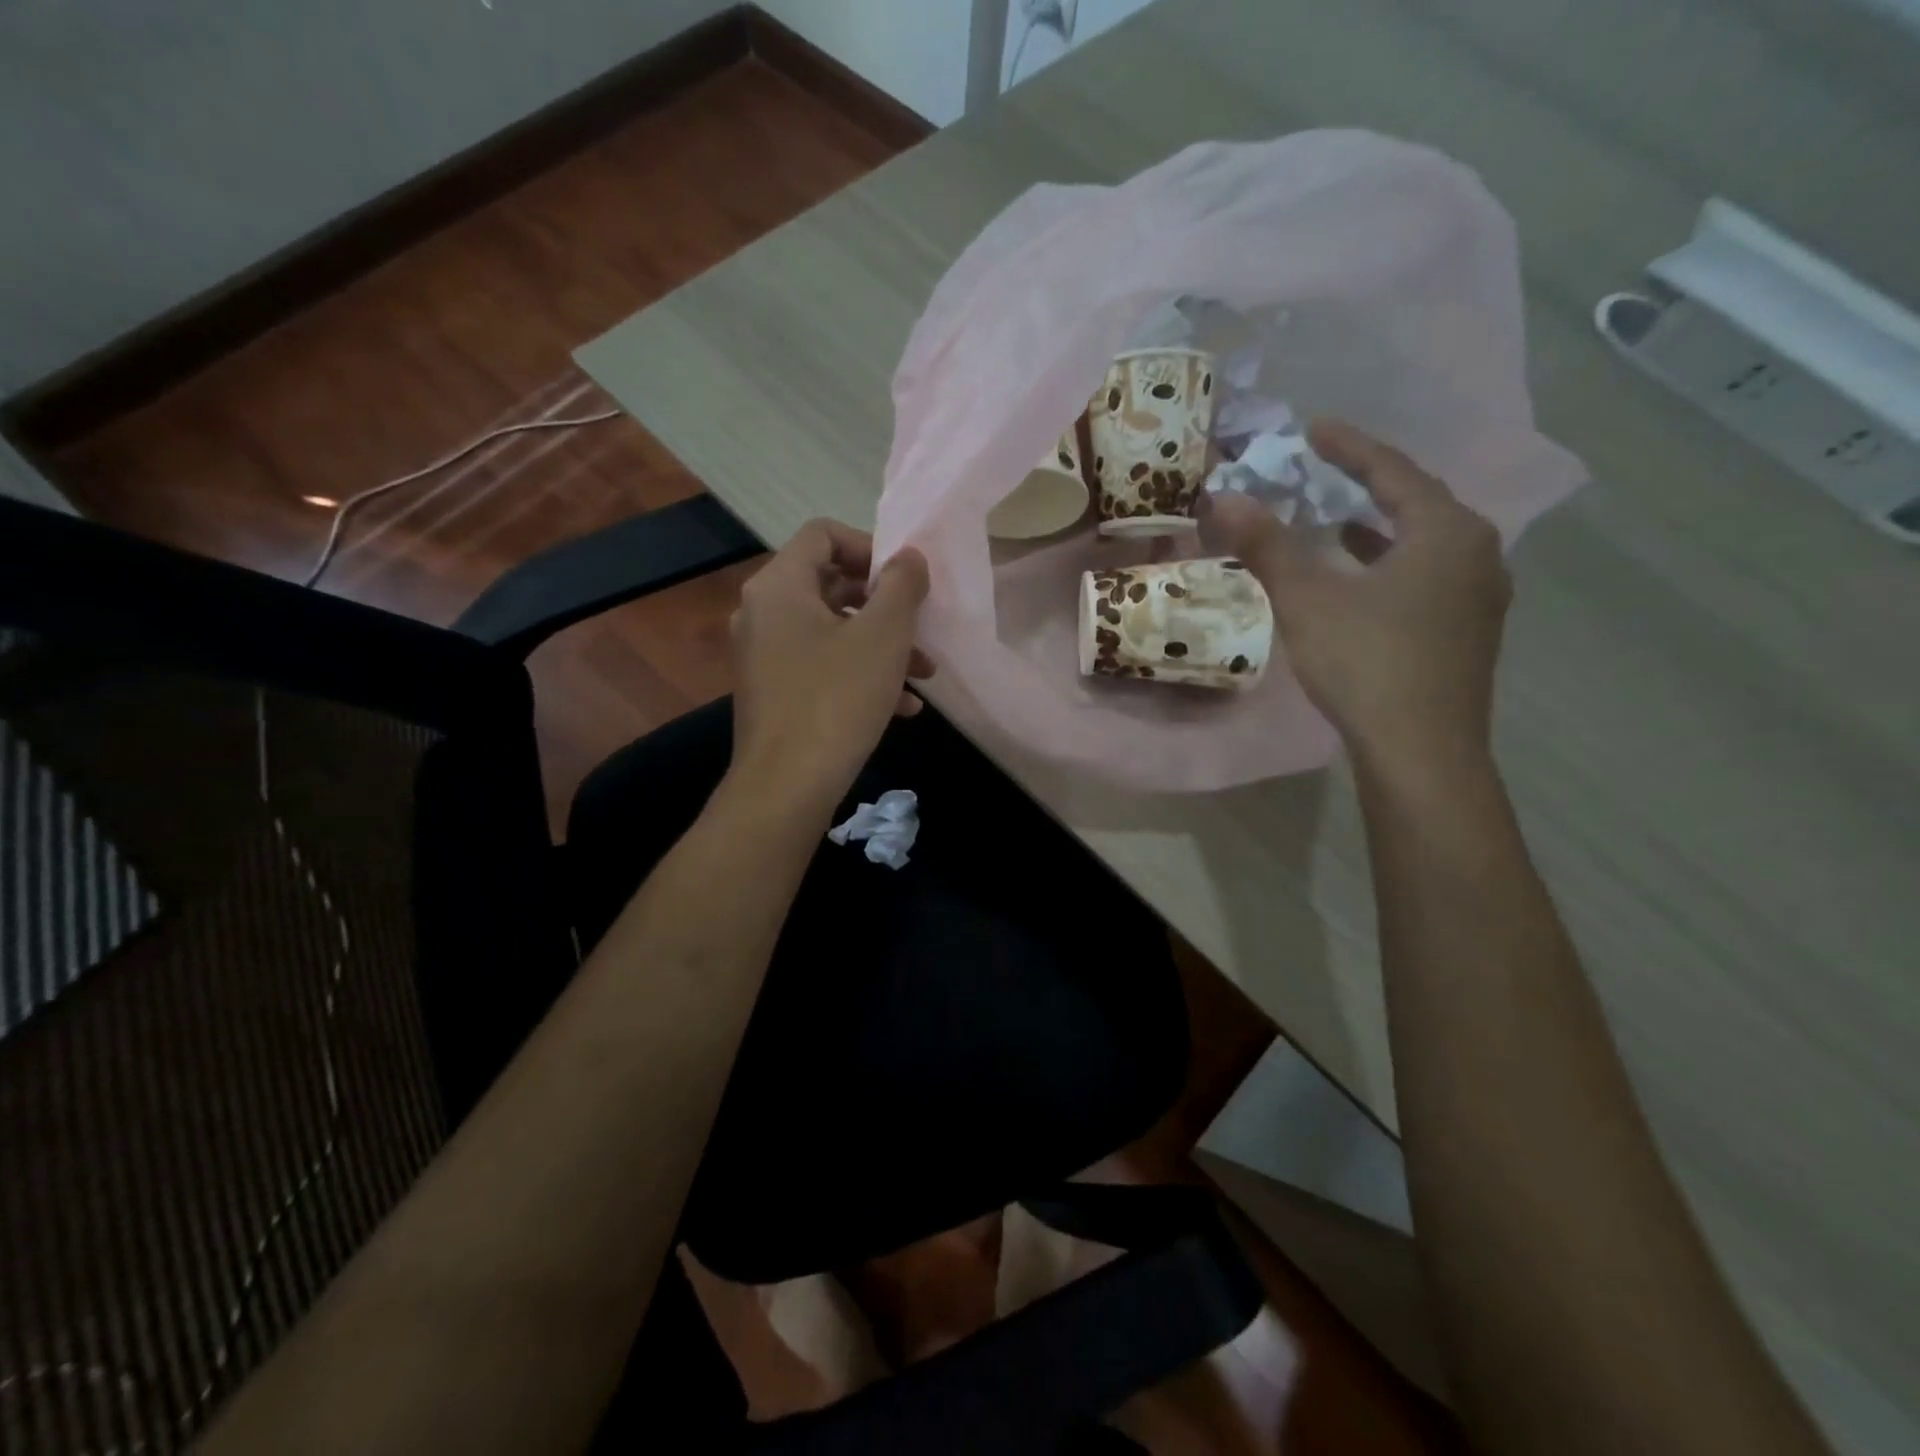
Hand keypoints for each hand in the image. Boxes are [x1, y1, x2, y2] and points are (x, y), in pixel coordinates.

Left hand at [728, 519, 933, 819]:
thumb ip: (901, 585)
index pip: (823, 534)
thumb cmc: (837, 699)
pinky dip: (860, 674)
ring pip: (832, 631)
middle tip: (919, 625)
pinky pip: (822, 666)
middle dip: (884, 604)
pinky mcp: (774, 691)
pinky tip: (902, 706)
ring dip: (881, 645)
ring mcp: (764, 655)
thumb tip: (908, 557)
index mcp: (779, 586)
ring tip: (924, 672)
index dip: (869, 546)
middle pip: (830, 583)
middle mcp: (763, 613)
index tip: (904, 578)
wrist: (787, 786)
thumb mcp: (883, 636)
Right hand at [1203, 419, 1510, 782]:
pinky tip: (1363, 583)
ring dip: (1381, 530)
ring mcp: (1480, 597)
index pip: (1394, 472)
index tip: (1314, 429)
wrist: (1421, 751)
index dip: (1350, 448)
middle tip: (1326, 473)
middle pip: (1418, 504)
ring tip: (1340, 522)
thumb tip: (1223, 498)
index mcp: (1446, 532)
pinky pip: (1429, 577)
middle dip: (1369, 486)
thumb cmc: (1367, 663)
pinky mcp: (1469, 633)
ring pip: (1425, 545)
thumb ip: (1267, 545)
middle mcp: (1477, 554)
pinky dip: (1392, 566)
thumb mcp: (1308, 599)